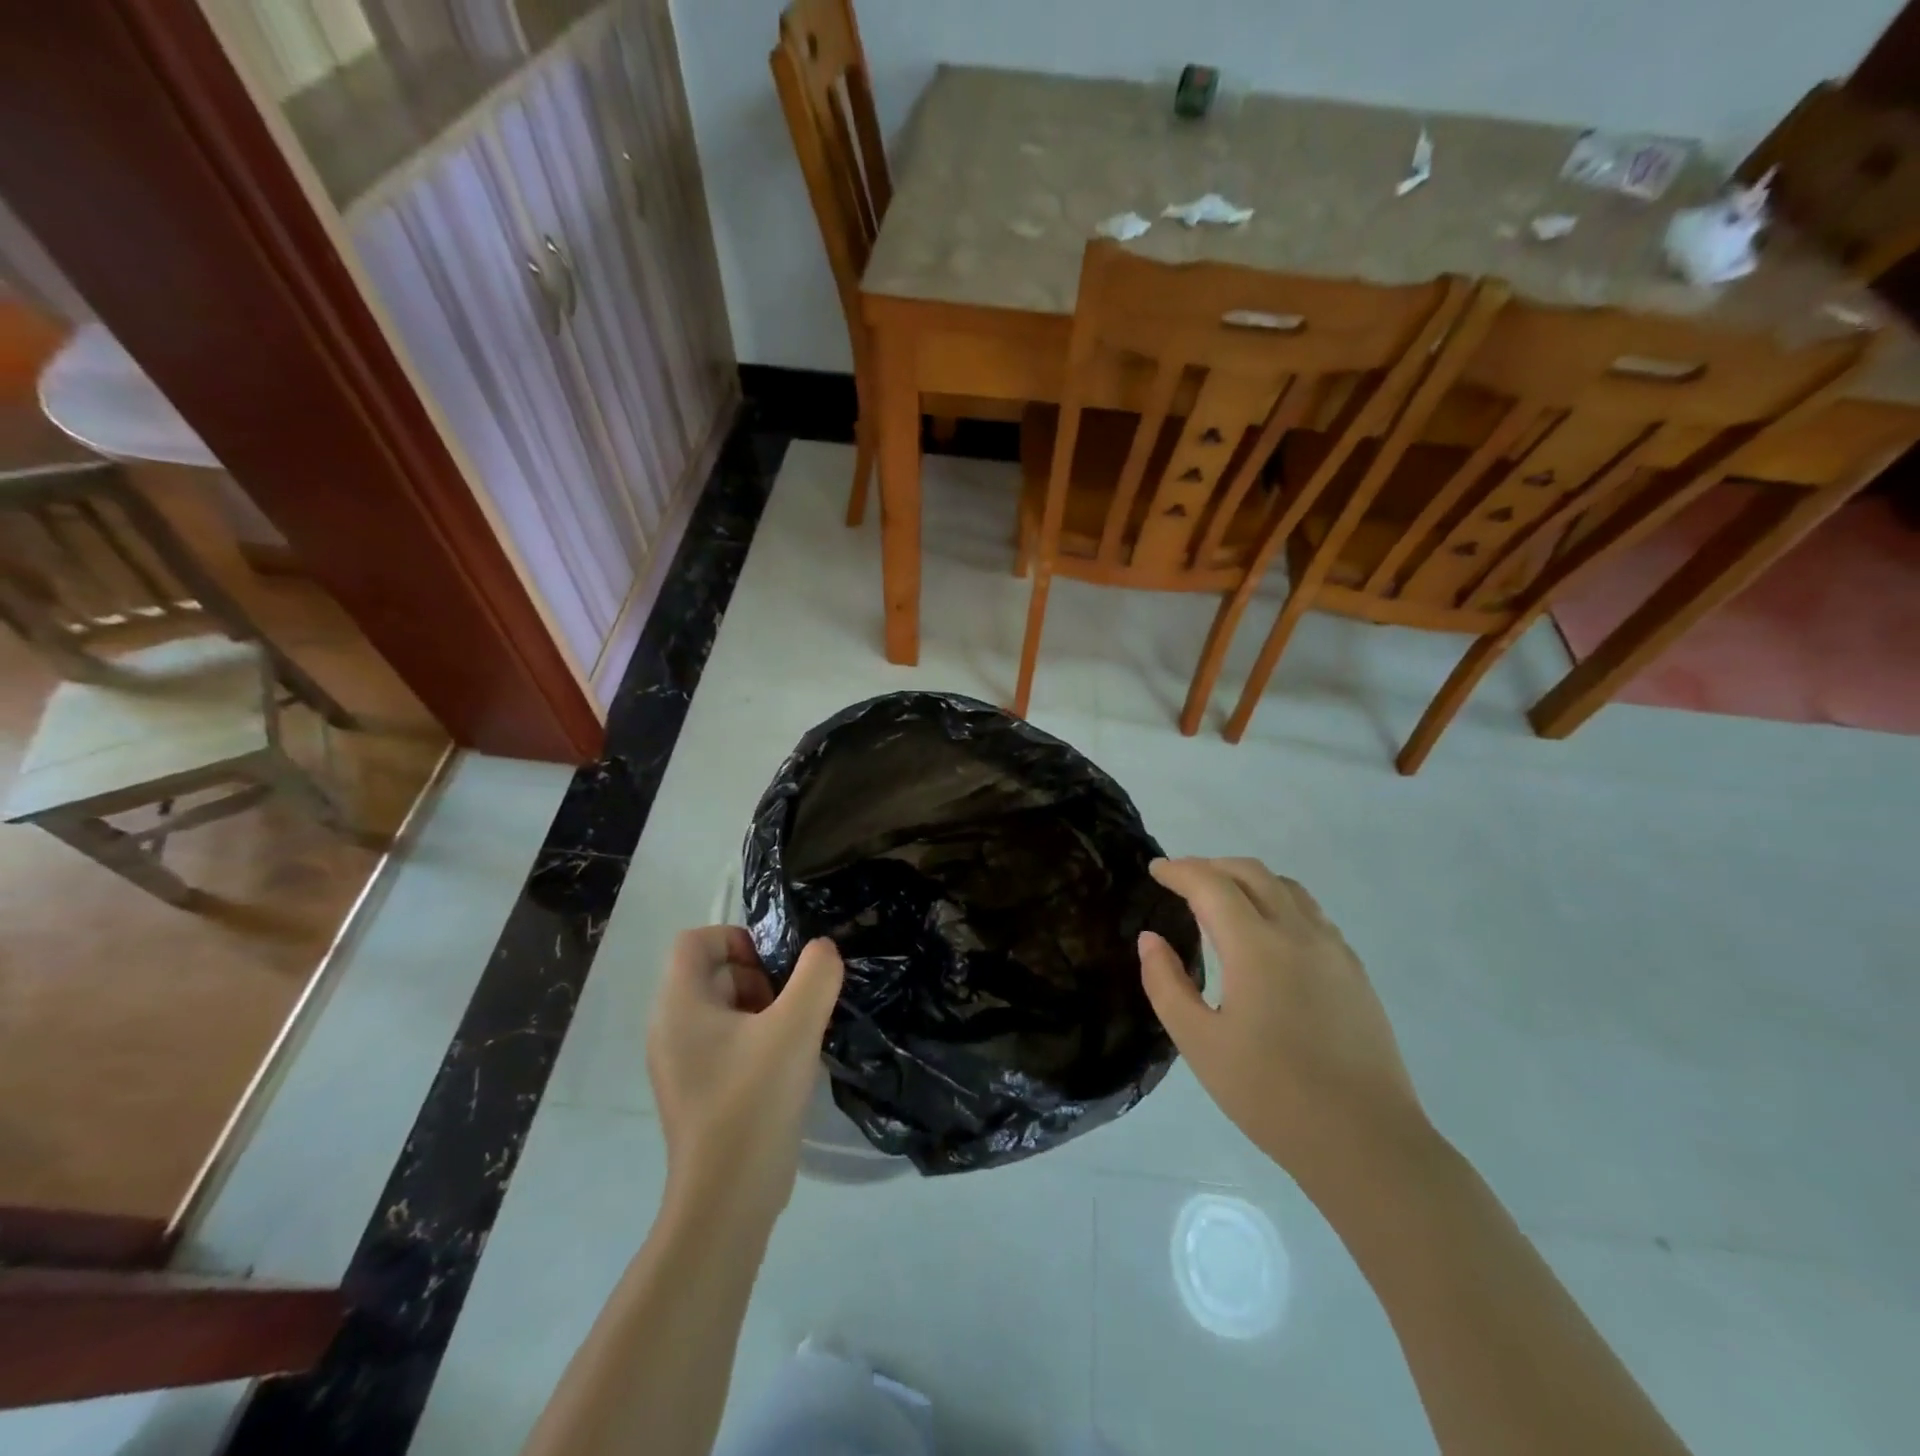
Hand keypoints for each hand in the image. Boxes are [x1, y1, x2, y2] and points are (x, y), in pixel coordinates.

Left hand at [647, 928, 843, 1226]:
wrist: (727, 1200)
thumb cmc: (753, 1101)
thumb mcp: (796, 1026)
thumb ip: (816, 975)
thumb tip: (822, 950)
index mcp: (679, 1006)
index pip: (695, 941)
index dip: (737, 938)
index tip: (775, 967)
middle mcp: (669, 1029)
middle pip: (711, 973)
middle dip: (757, 976)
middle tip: (791, 1004)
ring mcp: (680, 1065)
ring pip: (722, 1010)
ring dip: (762, 1009)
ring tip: (794, 1035)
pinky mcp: (696, 1092)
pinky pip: (724, 1044)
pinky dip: (755, 1040)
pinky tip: (785, 1066)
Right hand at [1137, 857, 1428, 1197]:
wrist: (1366, 1142)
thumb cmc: (1271, 1094)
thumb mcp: (1199, 1043)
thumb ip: (1167, 983)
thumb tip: (1151, 939)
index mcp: (1256, 946)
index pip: (1211, 884)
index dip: (1180, 870)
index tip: (1156, 869)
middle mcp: (1298, 933)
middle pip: (1252, 873)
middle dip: (1212, 866)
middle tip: (1182, 880)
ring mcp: (1333, 949)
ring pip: (1287, 888)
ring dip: (1248, 880)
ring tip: (1222, 898)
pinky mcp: (1354, 971)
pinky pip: (1311, 913)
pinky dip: (1279, 902)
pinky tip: (1268, 933)